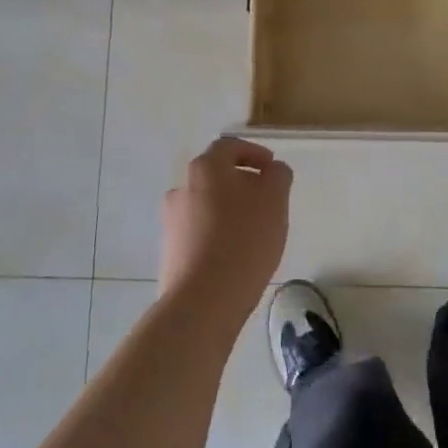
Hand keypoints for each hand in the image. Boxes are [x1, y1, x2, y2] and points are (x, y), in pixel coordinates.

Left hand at [160, 137, 292, 329]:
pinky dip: (218, 234)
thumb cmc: (244, 239)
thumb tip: (271, 171)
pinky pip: (199, 232)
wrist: (203, 300)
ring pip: (207, 204)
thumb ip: (277, 175)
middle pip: (216, 176)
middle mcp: (182, 188)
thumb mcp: (275, 199)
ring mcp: (172, 221)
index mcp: (206, 168)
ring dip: (230, 210)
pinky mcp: (170, 251)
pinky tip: (236, 254)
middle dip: (243, 184)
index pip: (229, 146)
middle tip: (267, 201)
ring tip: (254, 232)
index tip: (271, 169)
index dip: (253, 152)